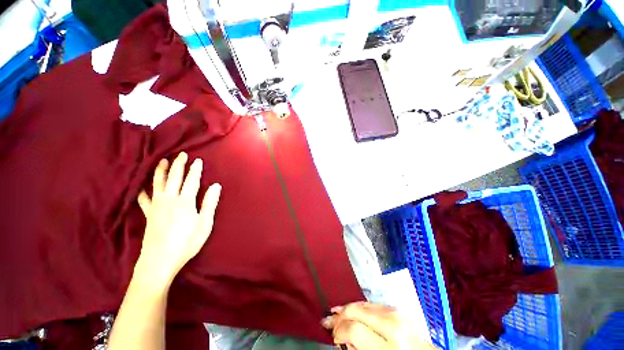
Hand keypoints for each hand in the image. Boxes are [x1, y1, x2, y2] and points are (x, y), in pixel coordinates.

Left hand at [135, 152, 220, 286]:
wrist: (160, 259)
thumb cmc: (187, 241)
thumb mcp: (204, 223)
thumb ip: (209, 203)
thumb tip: (216, 185)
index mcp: (185, 201)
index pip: (192, 181)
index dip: (195, 170)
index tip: (197, 160)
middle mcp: (169, 199)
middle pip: (174, 178)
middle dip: (178, 165)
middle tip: (181, 154)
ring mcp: (156, 206)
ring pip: (157, 183)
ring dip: (160, 171)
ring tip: (162, 161)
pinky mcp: (148, 214)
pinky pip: (144, 199)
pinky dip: (142, 190)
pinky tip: (142, 186)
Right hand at [322, 302, 433, 349]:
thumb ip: (358, 349)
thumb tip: (343, 338)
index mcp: (390, 343)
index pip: (354, 329)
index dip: (339, 331)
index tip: (333, 337)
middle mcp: (393, 324)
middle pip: (357, 310)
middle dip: (340, 315)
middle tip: (329, 321)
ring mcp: (396, 313)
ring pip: (363, 303)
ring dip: (347, 308)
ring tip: (335, 313)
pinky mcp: (397, 309)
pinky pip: (372, 303)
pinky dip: (359, 306)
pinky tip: (351, 308)